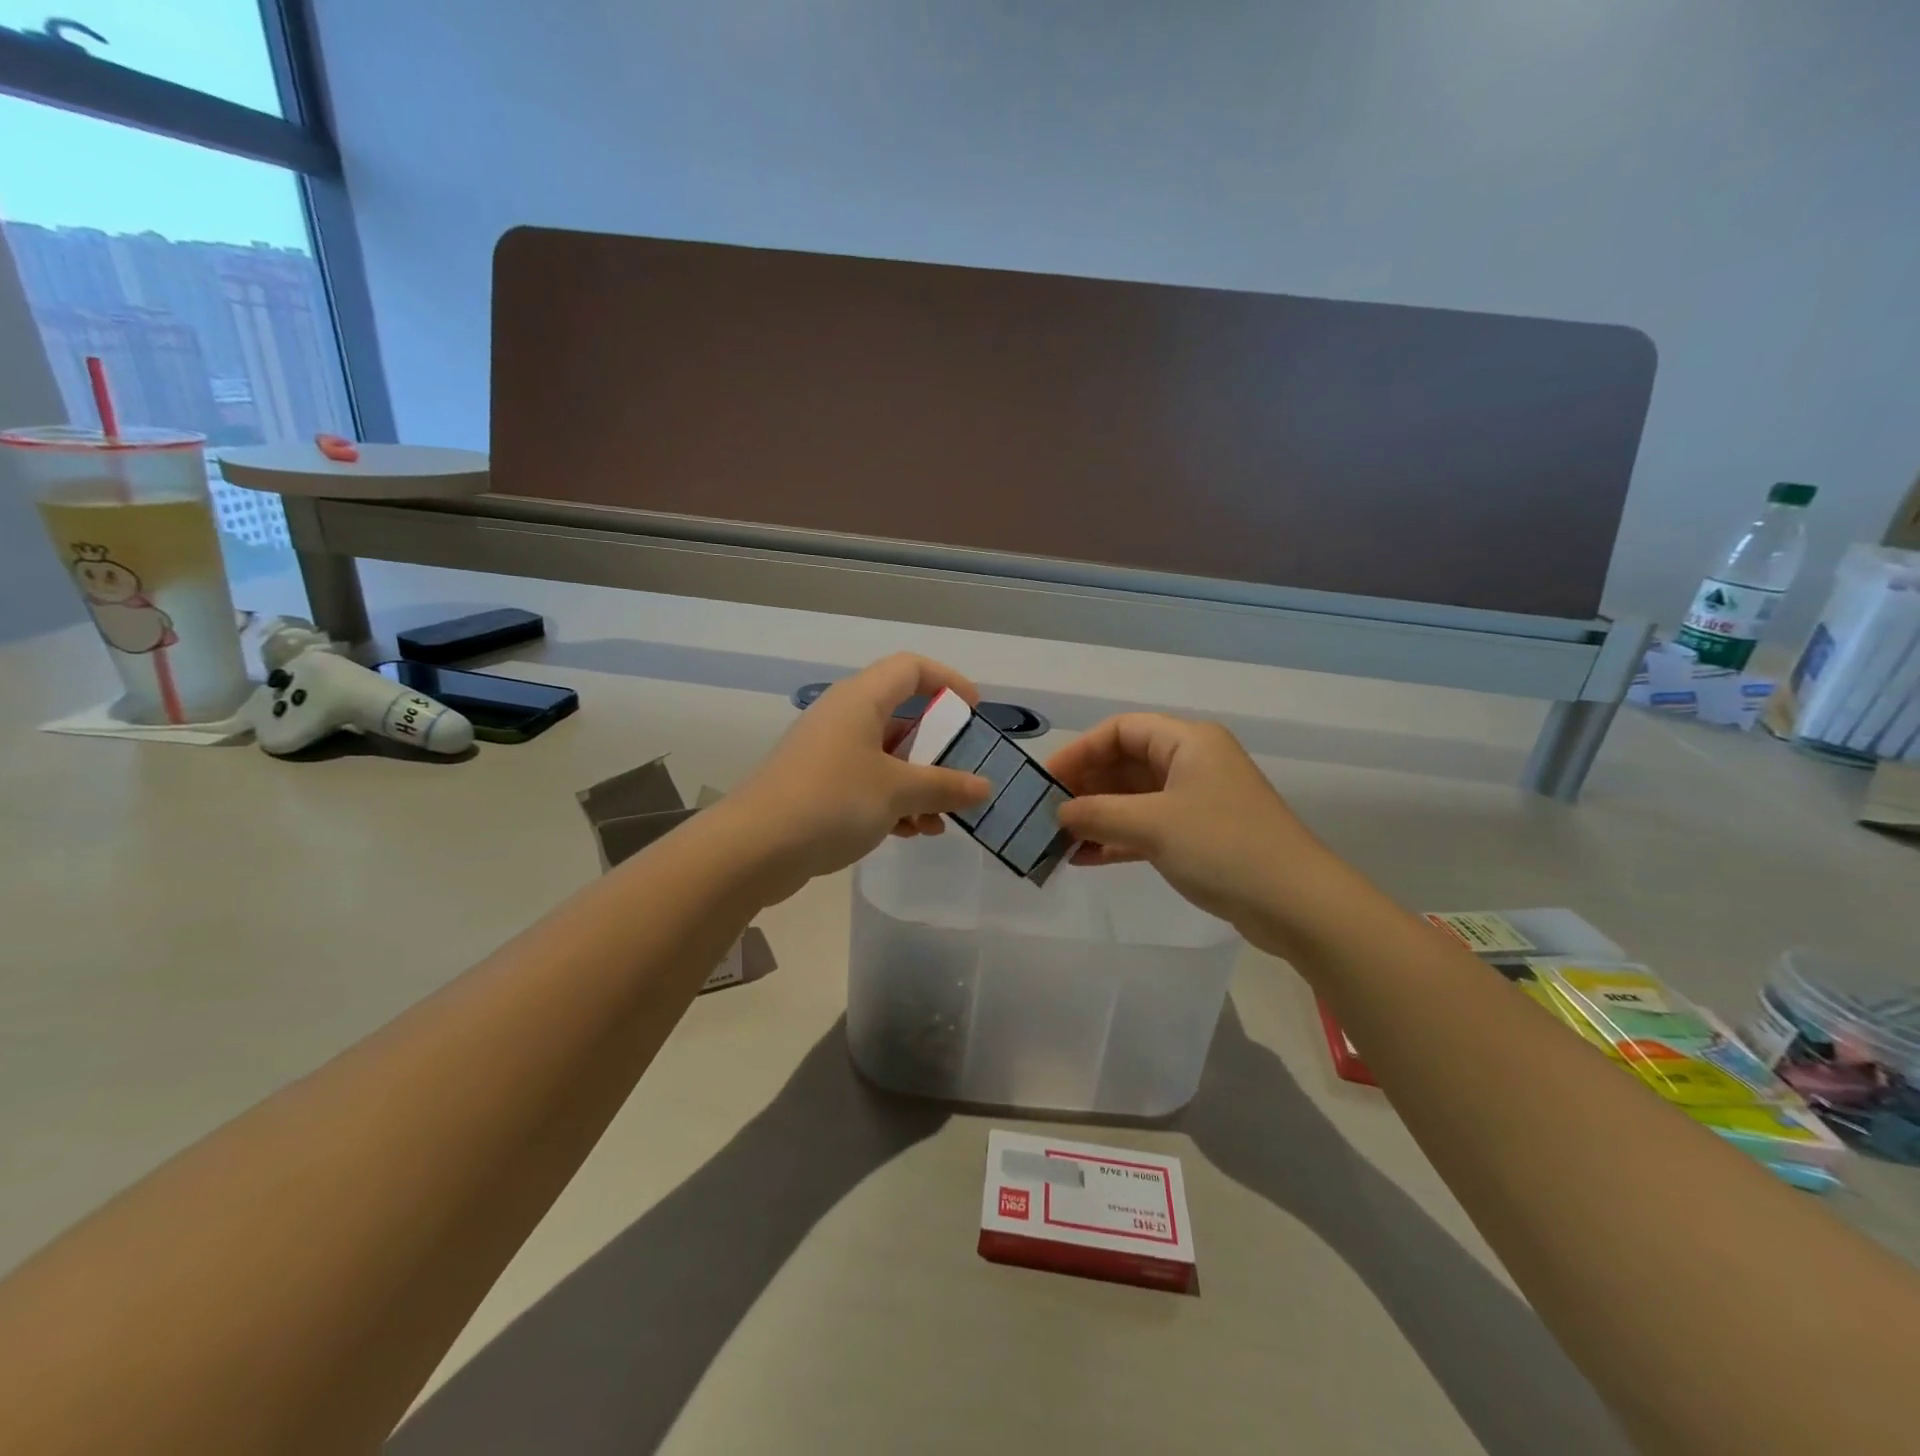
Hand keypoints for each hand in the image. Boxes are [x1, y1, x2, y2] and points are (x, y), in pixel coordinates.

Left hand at [726, 654, 991, 900]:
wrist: (754, 848)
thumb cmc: (832, 801)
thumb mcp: (898, 792)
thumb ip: (945, 786)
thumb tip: (984, 787)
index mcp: (861, 700)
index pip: (911, 668)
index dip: (947, 681)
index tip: (974, 712)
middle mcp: (843, 718)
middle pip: (901, 716)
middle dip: (937, 750)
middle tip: (962, 776)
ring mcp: (827, 753)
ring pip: (886, 757)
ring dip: (918, 785)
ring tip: (940, 821)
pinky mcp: (816, 786)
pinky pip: (866, 783)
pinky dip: (892, 801)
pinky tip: (910, 832)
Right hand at [1046, 714, 1329, 942]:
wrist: (1296, 904)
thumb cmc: (1223, 847)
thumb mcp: (1152, 825)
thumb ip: (1098, 814)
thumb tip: (1058, 813)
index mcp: (1187, 741)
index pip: (1120, 730)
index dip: (1080, 751)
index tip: (1047, 780)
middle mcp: (1192, 763)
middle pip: (1125, 763)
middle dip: (1085, 787)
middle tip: (1048, 814)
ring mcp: (1196, 801)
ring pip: (1133, 798)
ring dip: (1097, 816)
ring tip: (1059, 840)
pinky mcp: (1199, 835)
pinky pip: (1146, 827)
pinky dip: (1117, 839)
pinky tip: (1084, 859)